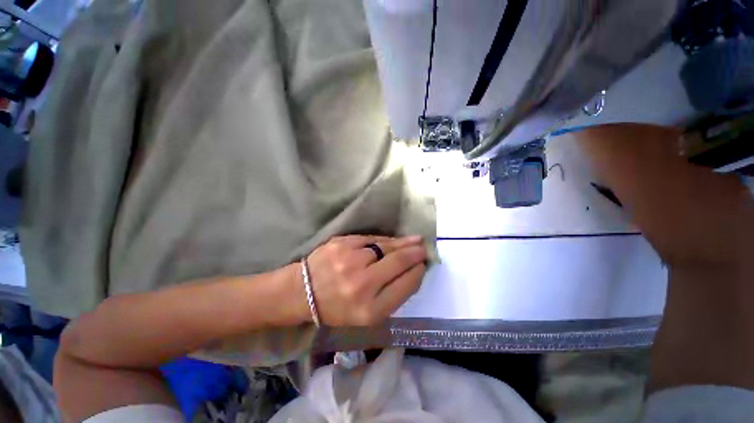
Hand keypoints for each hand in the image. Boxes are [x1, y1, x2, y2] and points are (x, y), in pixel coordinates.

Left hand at [303, 235, 427, 326]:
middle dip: (415, 254)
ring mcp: (350, 260)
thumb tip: (413, 272)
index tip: (423, 265)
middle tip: (424, 249)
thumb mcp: (367, 315)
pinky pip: (371, 239)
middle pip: (398, 263)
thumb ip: (392, 296)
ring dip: (403, 244)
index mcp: (369, 310)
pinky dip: (385, 240)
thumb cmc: (337, 308)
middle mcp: (361, 284)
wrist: (301, 292)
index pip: (405, 286)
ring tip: (415, 241)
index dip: (417, 273)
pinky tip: (393, 240)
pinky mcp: (342, 243)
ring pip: (386, 247)